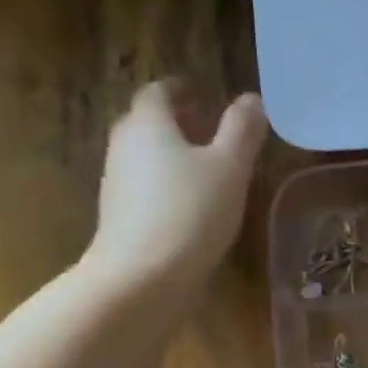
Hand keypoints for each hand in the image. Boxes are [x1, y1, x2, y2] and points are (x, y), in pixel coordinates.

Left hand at [83, 79, 267, 294]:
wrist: (142, 277)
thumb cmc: (191, 212)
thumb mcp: (230, 168)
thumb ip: (242, 131)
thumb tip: (251, 100)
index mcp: (148, 123)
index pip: (159, 92)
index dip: (181, 90)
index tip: (204, 95)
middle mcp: (124, 145)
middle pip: (147, 123)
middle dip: (177, 123)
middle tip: (208, 130)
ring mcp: (116, 183)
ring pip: (145, 157)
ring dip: (171, 156)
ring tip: (206, 171)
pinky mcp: (119, 217)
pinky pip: (144, 188)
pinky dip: (165, 186)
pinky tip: (191, 207)